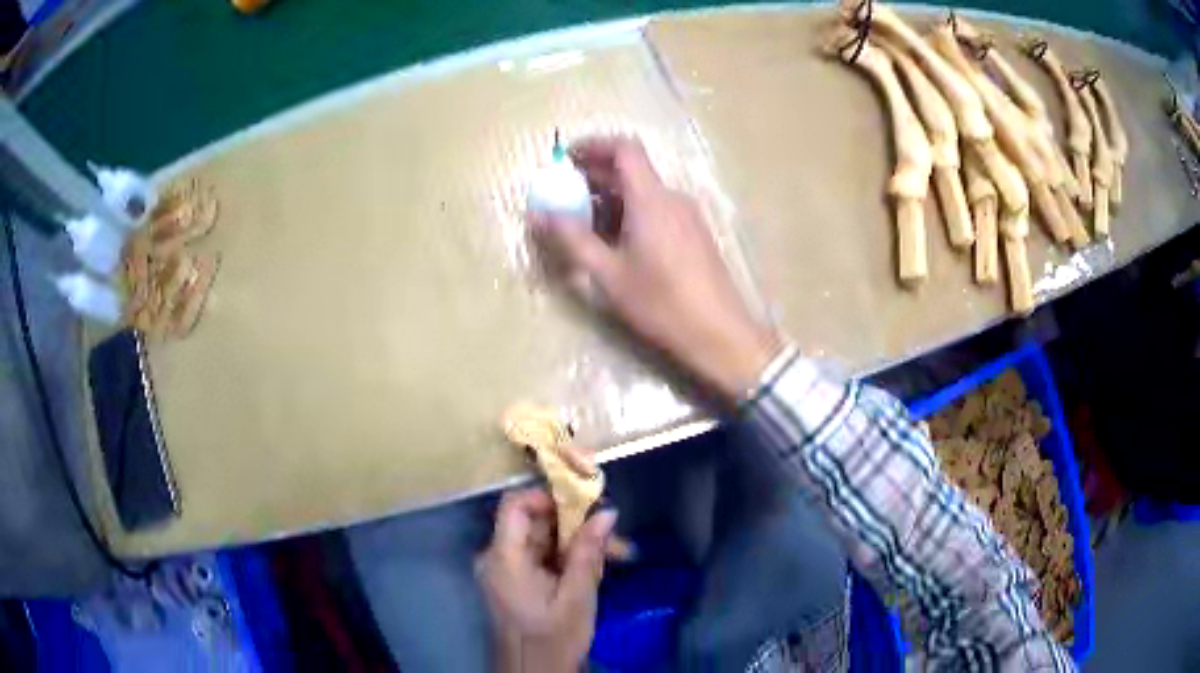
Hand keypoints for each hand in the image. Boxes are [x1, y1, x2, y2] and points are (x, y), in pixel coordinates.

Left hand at [476, 489, 617, 672]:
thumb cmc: (553, 638)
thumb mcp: (577, 596)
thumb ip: (588, 552)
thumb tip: (607, 511)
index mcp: (504, 558)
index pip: (515, 505)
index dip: (548, 496)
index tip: (585, 503)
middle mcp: (498, 557)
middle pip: (535, 522)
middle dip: (577, 525)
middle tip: (615, 538)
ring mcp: (506, 569)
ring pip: (544, 539)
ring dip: (579, 543)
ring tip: (617, 557)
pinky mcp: (516, 580)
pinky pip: (542, 556)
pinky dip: (569, 558)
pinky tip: (597, 569)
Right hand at [530, 136, 779, 403]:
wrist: (719, 333)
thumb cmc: (661, 302)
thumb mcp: (608, 273)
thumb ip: (571, 239)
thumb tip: (537, 215)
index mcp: (651, 198)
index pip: (624, 148)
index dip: (593, 145)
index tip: (565, 158)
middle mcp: (672, 198)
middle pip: (632, 169)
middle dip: (594, 174)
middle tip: (563, 193)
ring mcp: (687, 216)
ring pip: (643, 191)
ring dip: (610, 197)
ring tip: (582, 222)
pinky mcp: (694, 235)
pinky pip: (656, 209)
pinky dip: (630, 213)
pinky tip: (614, 242)